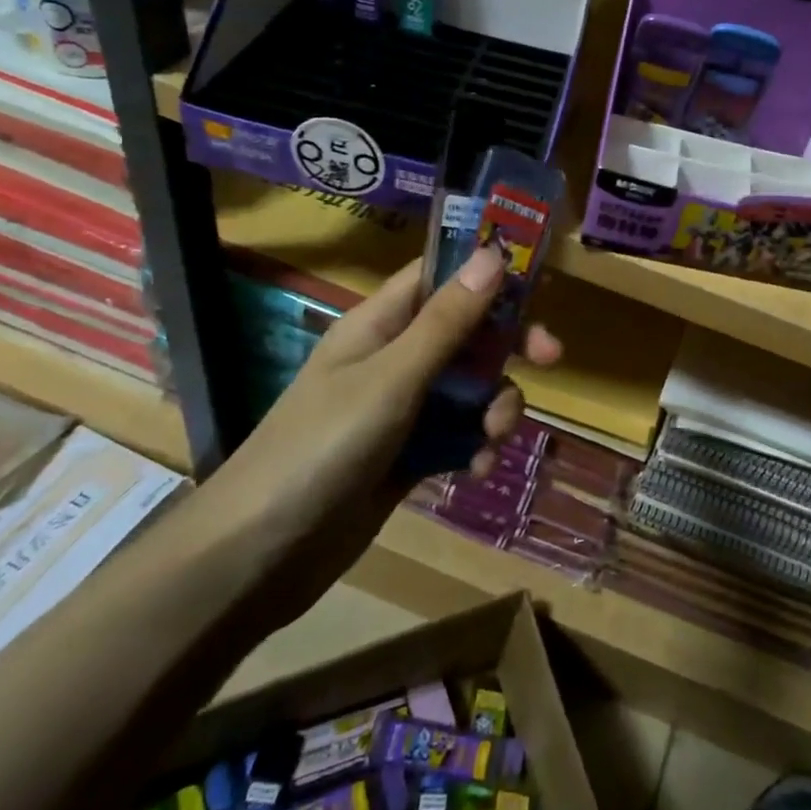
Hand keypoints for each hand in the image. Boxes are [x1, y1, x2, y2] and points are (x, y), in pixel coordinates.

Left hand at [204, 245, 561, 609]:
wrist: (260, 554)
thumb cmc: (322, 446)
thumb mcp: (392, 378)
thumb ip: (447, 322)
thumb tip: (493, 255)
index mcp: (381, 324)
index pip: (440, 276)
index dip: (487, 272)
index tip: (538, 281)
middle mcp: (394, 358)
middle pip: (467, 333)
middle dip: (507, 346)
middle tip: (550, 357)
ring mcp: (402, 409)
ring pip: (471, 388)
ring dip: (494, 406)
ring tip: (492, 438)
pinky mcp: (408, 454)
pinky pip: (459, 434)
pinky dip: (474, 446)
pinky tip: (474, 470)